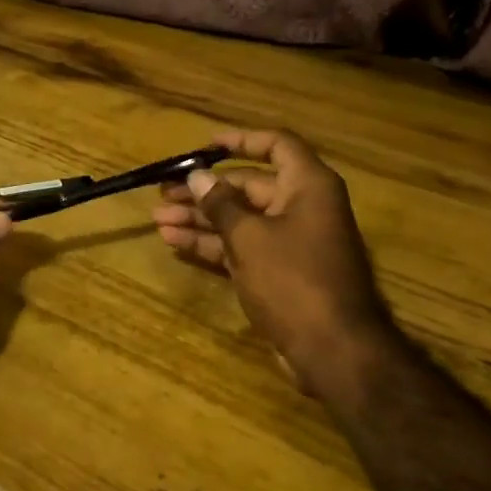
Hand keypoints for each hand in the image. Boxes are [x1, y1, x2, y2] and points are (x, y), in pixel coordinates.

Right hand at [152, 129, 393, 407]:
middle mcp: (302, 207)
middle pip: (249, 186)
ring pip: (240, 219)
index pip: (276, 145)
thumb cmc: (293, 280)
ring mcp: (291, 241)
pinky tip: (176, 243)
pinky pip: (242, 247)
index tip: (203, 147)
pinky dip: (212, 244)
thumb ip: (220, 203)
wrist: (333, 349)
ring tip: (158, 220)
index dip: (240, 141)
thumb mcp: (249, 237)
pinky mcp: (279, 272)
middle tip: (163, 194)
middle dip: (204, 191)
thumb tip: (198, 176)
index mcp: (307, 186)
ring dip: (200, 219)